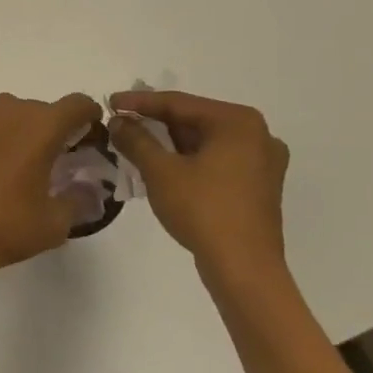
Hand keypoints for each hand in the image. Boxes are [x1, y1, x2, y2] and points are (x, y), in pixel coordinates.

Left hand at [0, 91, 104, 275]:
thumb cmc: (5, 226)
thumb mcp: (55, 222)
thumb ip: (79, 199)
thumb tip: (87, 189)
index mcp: (41, 125)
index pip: (78, 105)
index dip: (90, 118)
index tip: (89, 139)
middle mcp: (10, 109)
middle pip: (43, 111)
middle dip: (52, 132)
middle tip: (52, 164)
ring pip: (11, 116)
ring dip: (20, 133)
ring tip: (16, 167)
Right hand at [109, 91, 289, 287]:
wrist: (244, 270)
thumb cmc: (203, 211)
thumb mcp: (161, 171)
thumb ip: (136, 139)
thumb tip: (118, 121)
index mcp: (238, 122)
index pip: (179, 103)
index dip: (140, 103)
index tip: (110, 103)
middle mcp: (257, 134)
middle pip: (194, 121)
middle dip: (155, 124)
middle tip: (121, 124)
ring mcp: (262, 162)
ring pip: (205, 142)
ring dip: (170, 144)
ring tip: (135, 146)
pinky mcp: (258, 187)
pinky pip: (216, 161)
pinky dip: (189, 161)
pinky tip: (163, 168)